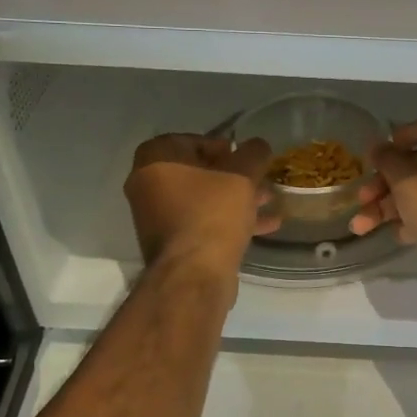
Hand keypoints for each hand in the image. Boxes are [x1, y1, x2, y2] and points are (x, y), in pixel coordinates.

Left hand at [124, 135, 280, 273]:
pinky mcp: (171, 244)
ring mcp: (157, 218)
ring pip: (202, 199)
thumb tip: (257, 146)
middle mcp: (147, 187)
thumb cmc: (212, 213)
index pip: (189, 140)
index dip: (221, 146)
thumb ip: (253, 153)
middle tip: (259, 178)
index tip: (244, 157)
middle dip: (233, 175)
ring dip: (235, 198)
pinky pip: (202, 223)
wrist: (193, 276)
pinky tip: (264, 227)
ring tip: (269, 201)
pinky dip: (228, 221)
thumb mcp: (242, 175)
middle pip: (197, 172)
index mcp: (154, 162)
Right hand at [348, 117, 416, 263]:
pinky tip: (396, 235)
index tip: (375, 158)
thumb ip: (386, 158)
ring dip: (387, 207)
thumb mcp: (404, 176)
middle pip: (415, 165)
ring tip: (360, 227)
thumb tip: (377, 147)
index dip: (396, 141)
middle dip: (382, 184)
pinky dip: (411, 221)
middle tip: (361, 198)